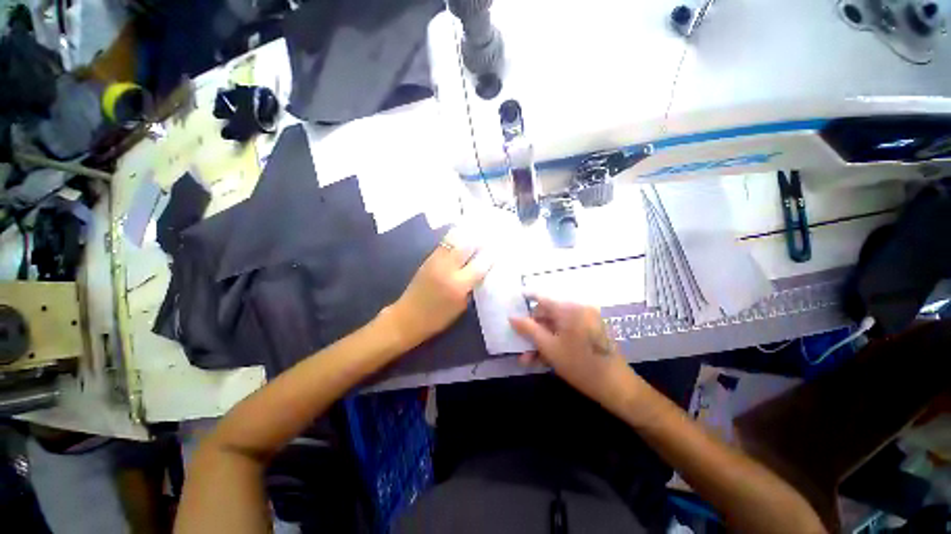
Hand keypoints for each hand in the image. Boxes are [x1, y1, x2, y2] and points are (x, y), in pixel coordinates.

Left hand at [386, 229, 489, 349]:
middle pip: (467, 244)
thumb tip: (482, 270)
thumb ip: (473, 286)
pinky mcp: (428, 258)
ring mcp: (436, 260)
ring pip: (455, 238)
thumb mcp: (461, 306)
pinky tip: (462, 240)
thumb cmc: (438, 318)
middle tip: (489, 238)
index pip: (481, 263)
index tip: (499, 251)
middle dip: (480, 239)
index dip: (491, 255)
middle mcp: (448, 268)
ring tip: (477, 234)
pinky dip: (456, 239)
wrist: (407, 317)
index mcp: (459, 285)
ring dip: (468, 235)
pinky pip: (445, 243)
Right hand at [510, 297, 638, 410]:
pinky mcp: (589, 333)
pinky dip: (554, 343)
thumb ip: (529, 329)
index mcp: (569, 309)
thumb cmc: (580, 365)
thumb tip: (512, 317)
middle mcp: (578, 310)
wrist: (617, 387)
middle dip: (533, 330)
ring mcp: (585, 322)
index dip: (526, 299)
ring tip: (527, 359)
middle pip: (548, 314)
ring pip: (555, 327)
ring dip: (541, 341)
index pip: (542, 298)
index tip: (514, 301)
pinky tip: (542, 359)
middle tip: (521, 346)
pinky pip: (566, 333)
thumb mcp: (549, 347)